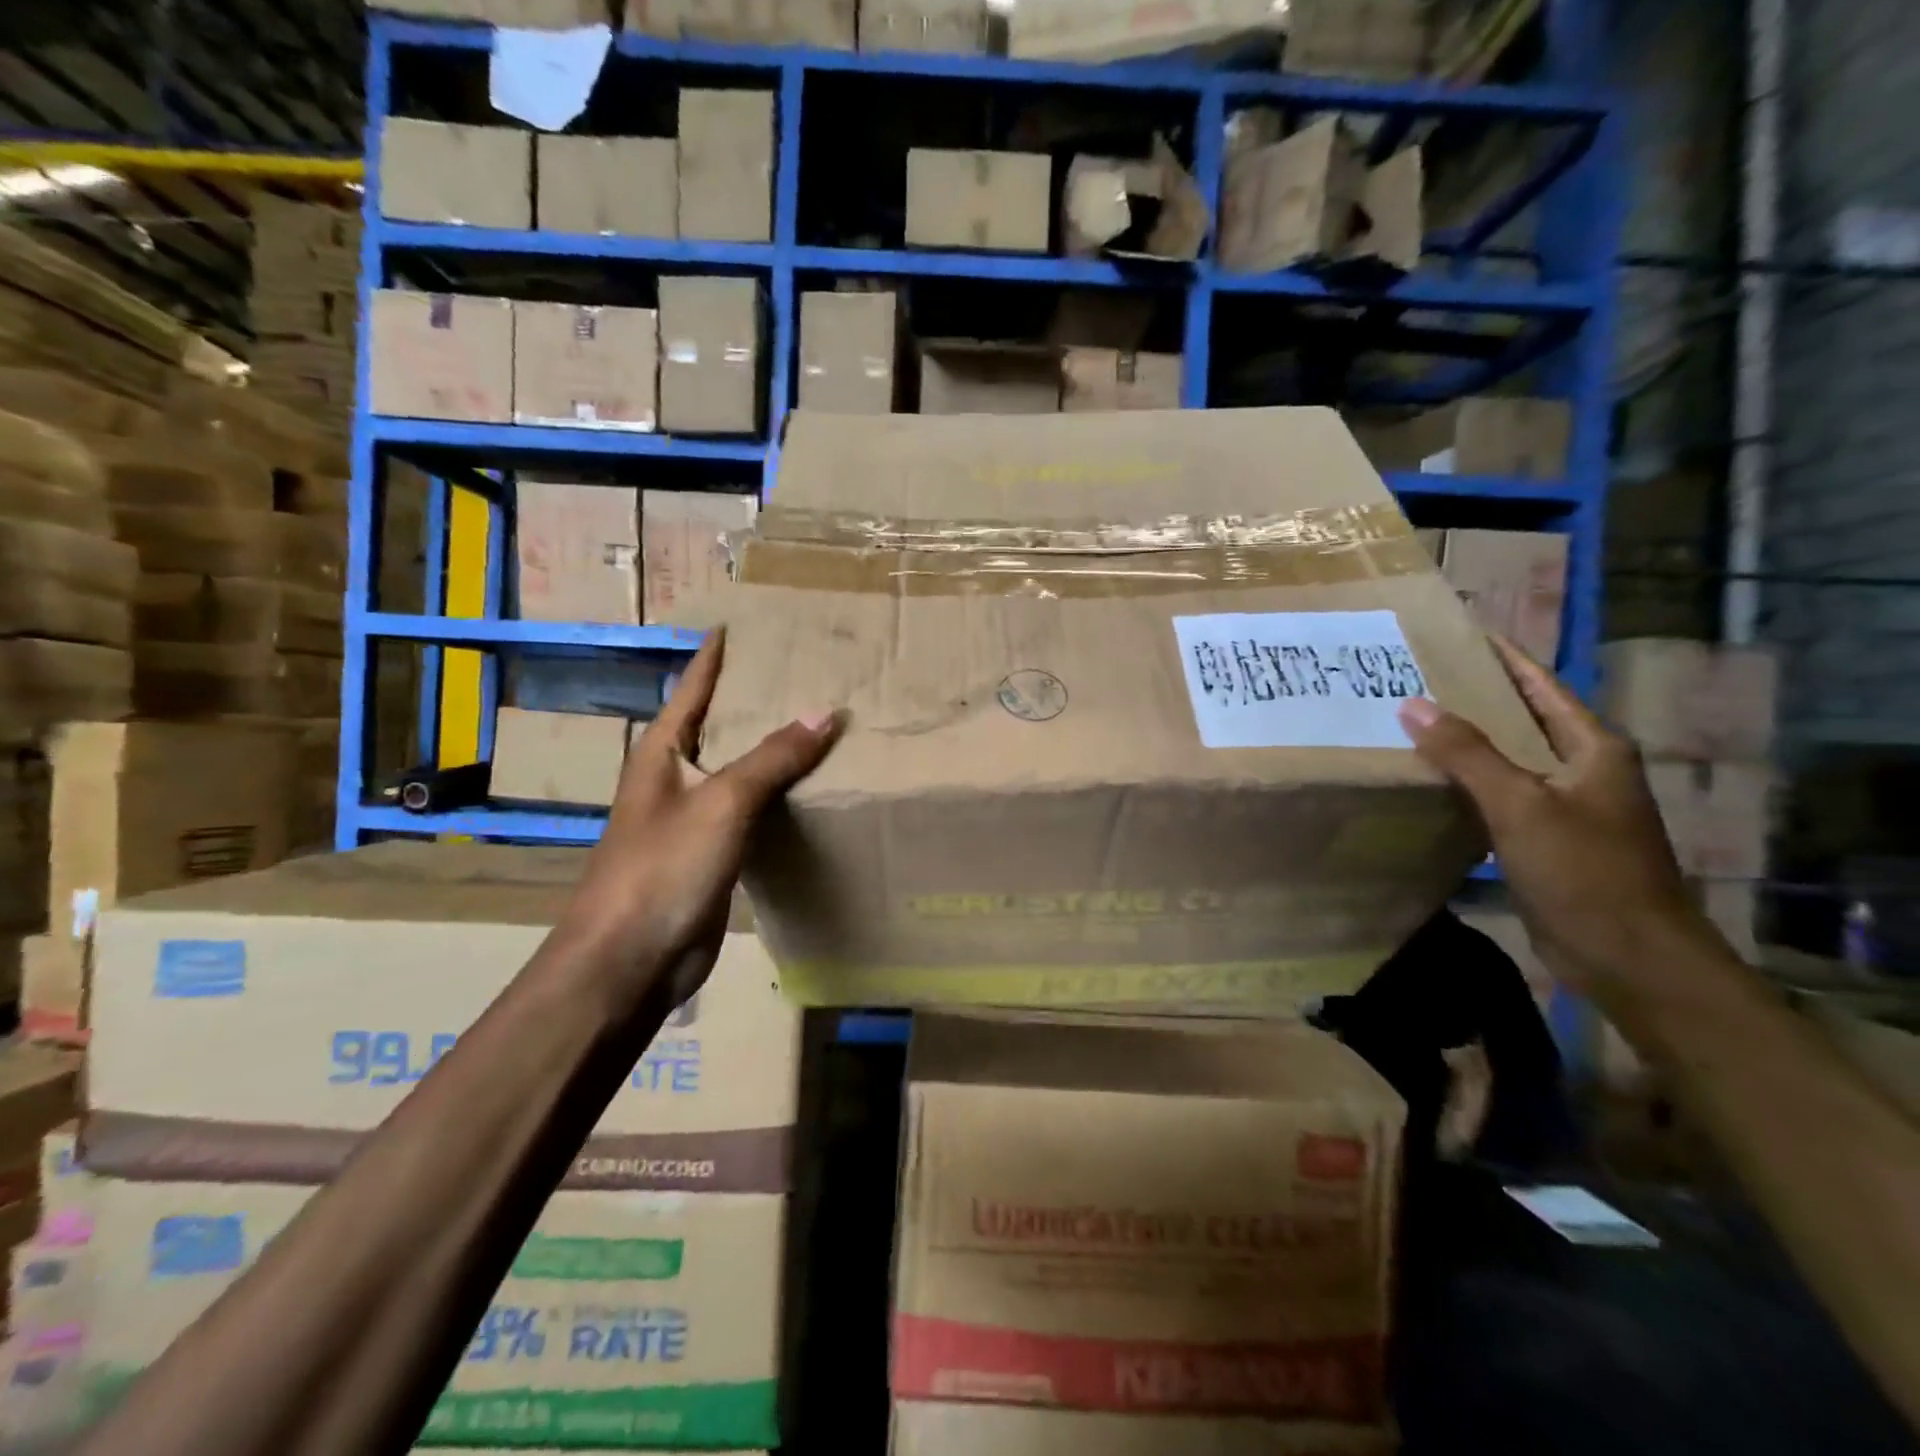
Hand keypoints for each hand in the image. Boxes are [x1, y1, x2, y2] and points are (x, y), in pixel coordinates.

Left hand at [561, 629, 840, 1010]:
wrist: (628, 963)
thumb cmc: (663, 869)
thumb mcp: (722, 803)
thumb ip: (773, 758)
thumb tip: (826, 713)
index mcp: (661, 754)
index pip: (692, 690)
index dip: (715, 658)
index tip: (739, 625)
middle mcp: (673, 780)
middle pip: (717, 728)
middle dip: (754, 702)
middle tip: (804, 673)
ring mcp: (690, 822)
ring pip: (738, 773)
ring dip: (771, 752)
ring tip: (818, 724)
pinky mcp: (710, 858)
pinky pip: (749, 814)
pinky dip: (776, 798)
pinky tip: (808, 791)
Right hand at [1397, 637, 1716, 992]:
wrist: (1628, 956)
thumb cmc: (1585, 870)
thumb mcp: (1521, 804)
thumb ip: (1467, 753)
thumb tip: (1412, 704)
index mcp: (1593, 747)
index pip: (1541, 685)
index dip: (1503, 658)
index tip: (1458, 634)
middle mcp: (1583, 768)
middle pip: (1522, 719)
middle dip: (1473, 698)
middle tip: (1415, 677)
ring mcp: (1565, 806)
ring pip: (1507, 759)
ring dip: (1465, 743)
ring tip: (1409, 721)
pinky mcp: (1546, 839)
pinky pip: (1498, 796)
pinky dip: (1465, 783)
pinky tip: (1427, 780)